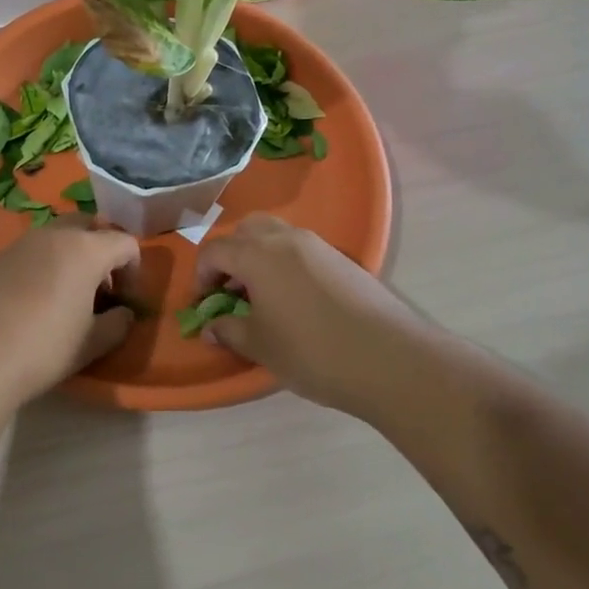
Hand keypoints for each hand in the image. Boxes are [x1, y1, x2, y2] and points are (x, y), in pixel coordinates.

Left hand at [0, 216, 141, 404]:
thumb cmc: (43, 348)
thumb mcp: (91, 344)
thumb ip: (117, 324)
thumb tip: (124, 314)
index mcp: (85, 249)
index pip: (125, 242)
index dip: (134, 268)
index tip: (127, 298)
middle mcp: (53, 236)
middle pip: (88, 226)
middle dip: (101, 250)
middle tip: (100, 287)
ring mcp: (19, 244)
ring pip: (56, 237)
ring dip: (71, 257)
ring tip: (67, 297)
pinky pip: (30, 253)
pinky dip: (43, 267)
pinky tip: (33, 303)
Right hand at [195, 213, 427, 414]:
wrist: (387, 358)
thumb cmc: (311, 350)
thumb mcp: (260, 345)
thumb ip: (229, 330)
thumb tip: (211, 327)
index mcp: (258, 254)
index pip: (215, 250)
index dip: (201, 275)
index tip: (204, 303)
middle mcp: (286, 239)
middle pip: (247, 231)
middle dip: (231, 256)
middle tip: (231, 290)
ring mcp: (319, 246)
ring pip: (277, 236)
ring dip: (260, 257)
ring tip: (262, 297)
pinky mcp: (343, 260)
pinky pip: (302, 250)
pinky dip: (286, 264)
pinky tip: (294, 301)